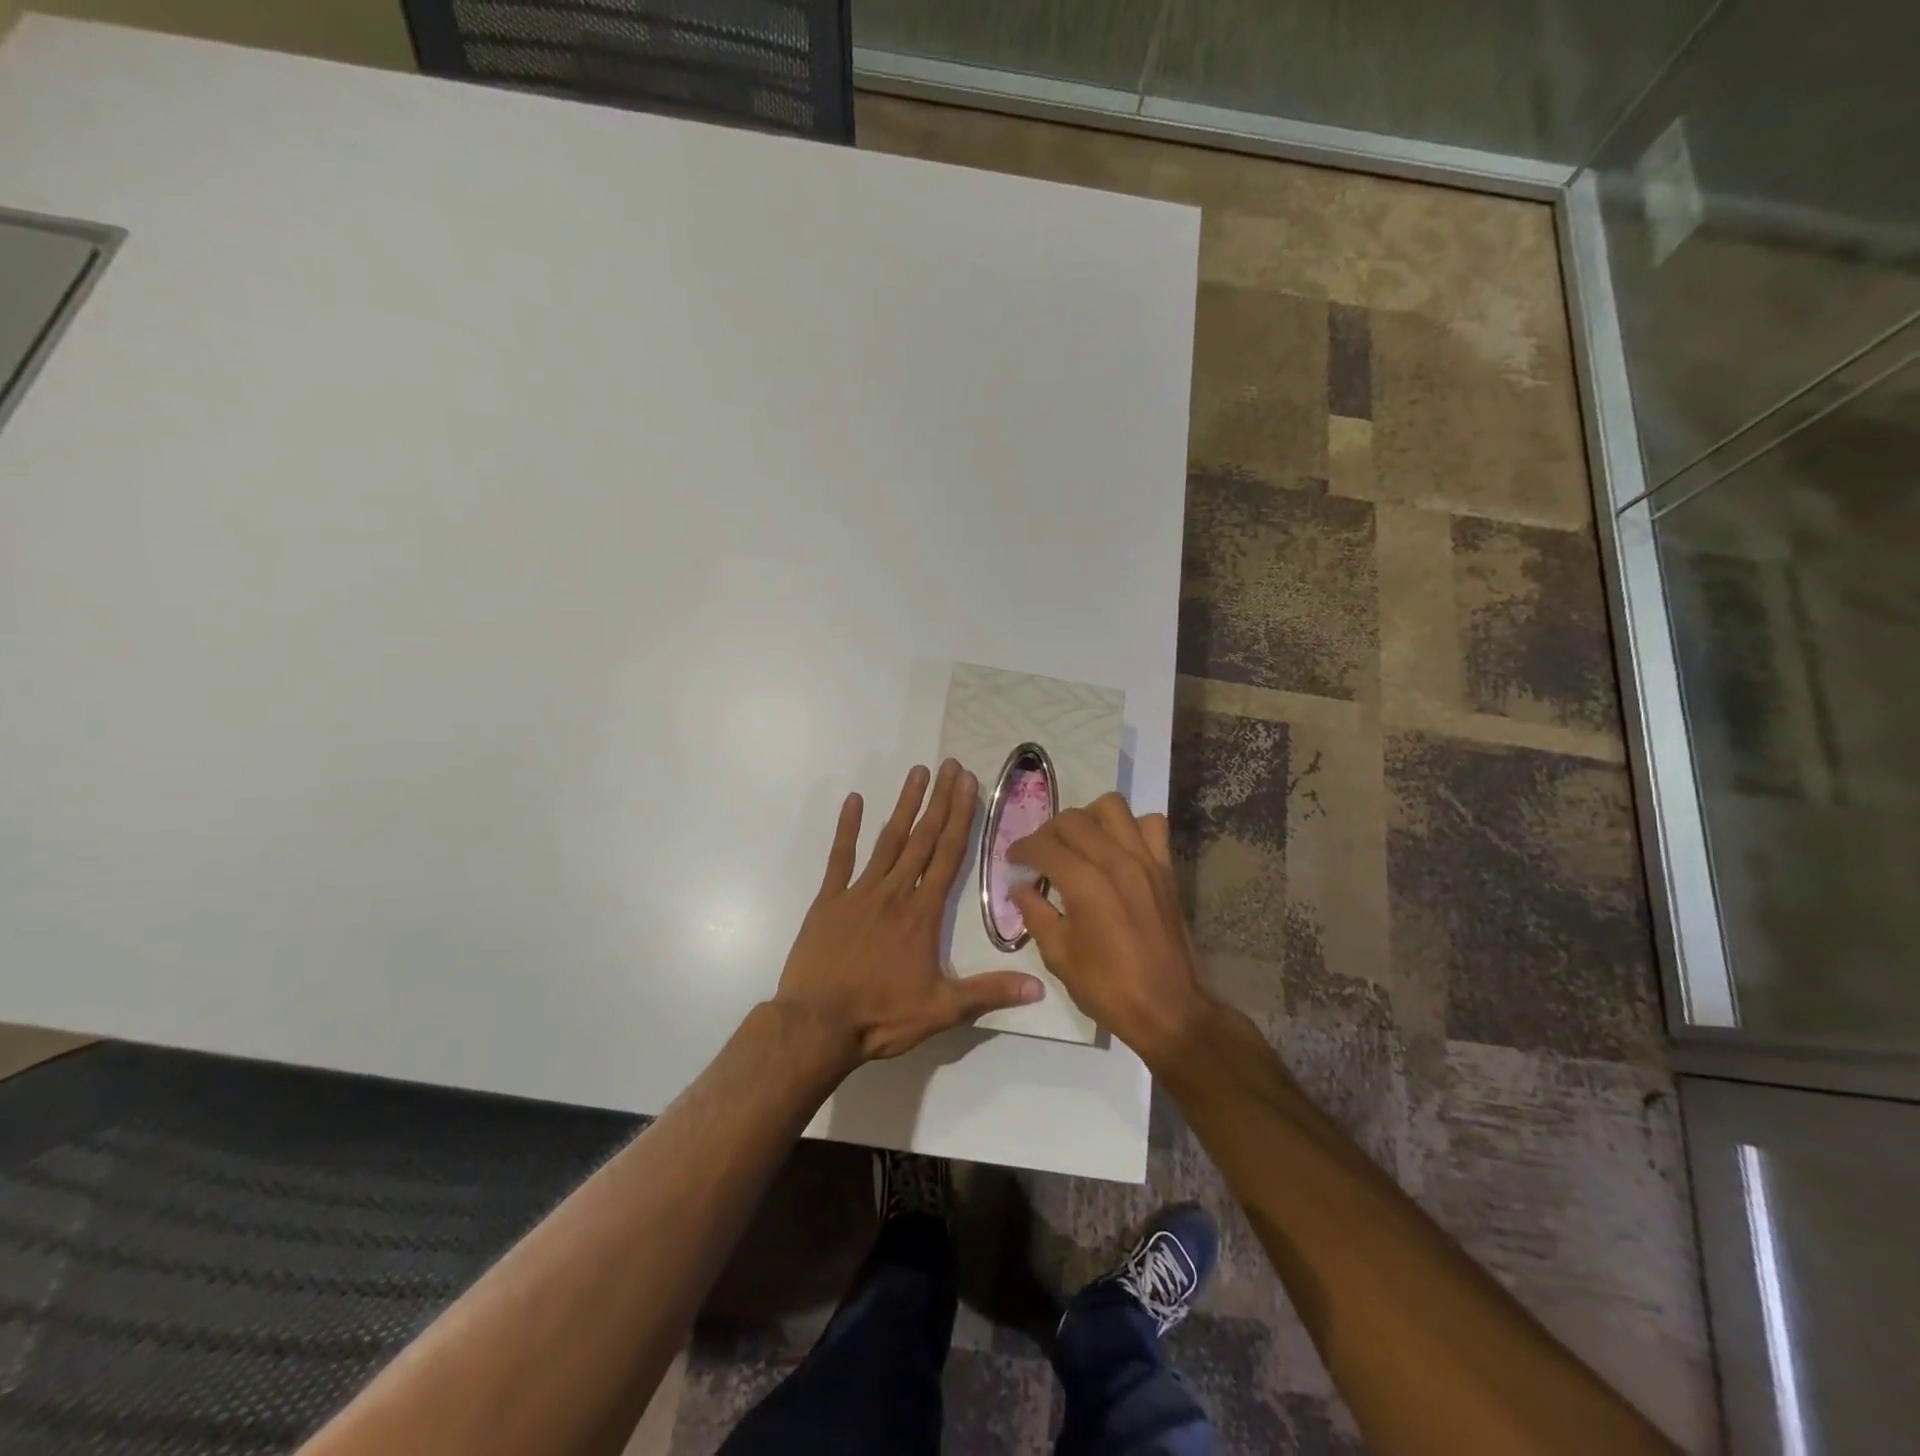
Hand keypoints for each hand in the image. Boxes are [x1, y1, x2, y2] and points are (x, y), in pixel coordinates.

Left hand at [774, 760, 1045, 1066]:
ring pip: (888, 840)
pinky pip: (840, 856)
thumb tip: (1039, 988)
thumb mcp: (942, 1010)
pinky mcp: (829, 900)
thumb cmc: (881, 1016)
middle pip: (923, 838)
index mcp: (923, 913)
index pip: (948, 855)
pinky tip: (854, 800)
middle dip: (940, 800)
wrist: (817, 1024)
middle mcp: (895, 892)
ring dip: (904, 805)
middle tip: (950, 765)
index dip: (961, 817)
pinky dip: (847, 828)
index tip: (969, 784)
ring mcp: (859, 892)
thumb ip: (989, 993)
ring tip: (917, 772)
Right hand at [1008, 793, 1213, 1067]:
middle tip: (1040, 853)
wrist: (1168, 1008)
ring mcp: (1145, 860)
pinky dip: (1132, 827)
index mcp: (1085, 884)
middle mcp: (1115, 861)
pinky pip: (1152, 824)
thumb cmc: (1107, 987)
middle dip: (1048, 831)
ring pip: (1112, 808)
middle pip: (1073, 819)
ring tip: (1080, 842)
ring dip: (1089, 818)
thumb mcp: (1058, 955)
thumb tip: (1020, 887)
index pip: (1044, 845)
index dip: (1022, 849)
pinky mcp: (1166, 868)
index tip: (1013, 860)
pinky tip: (1119, 848)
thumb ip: (1035, 914)